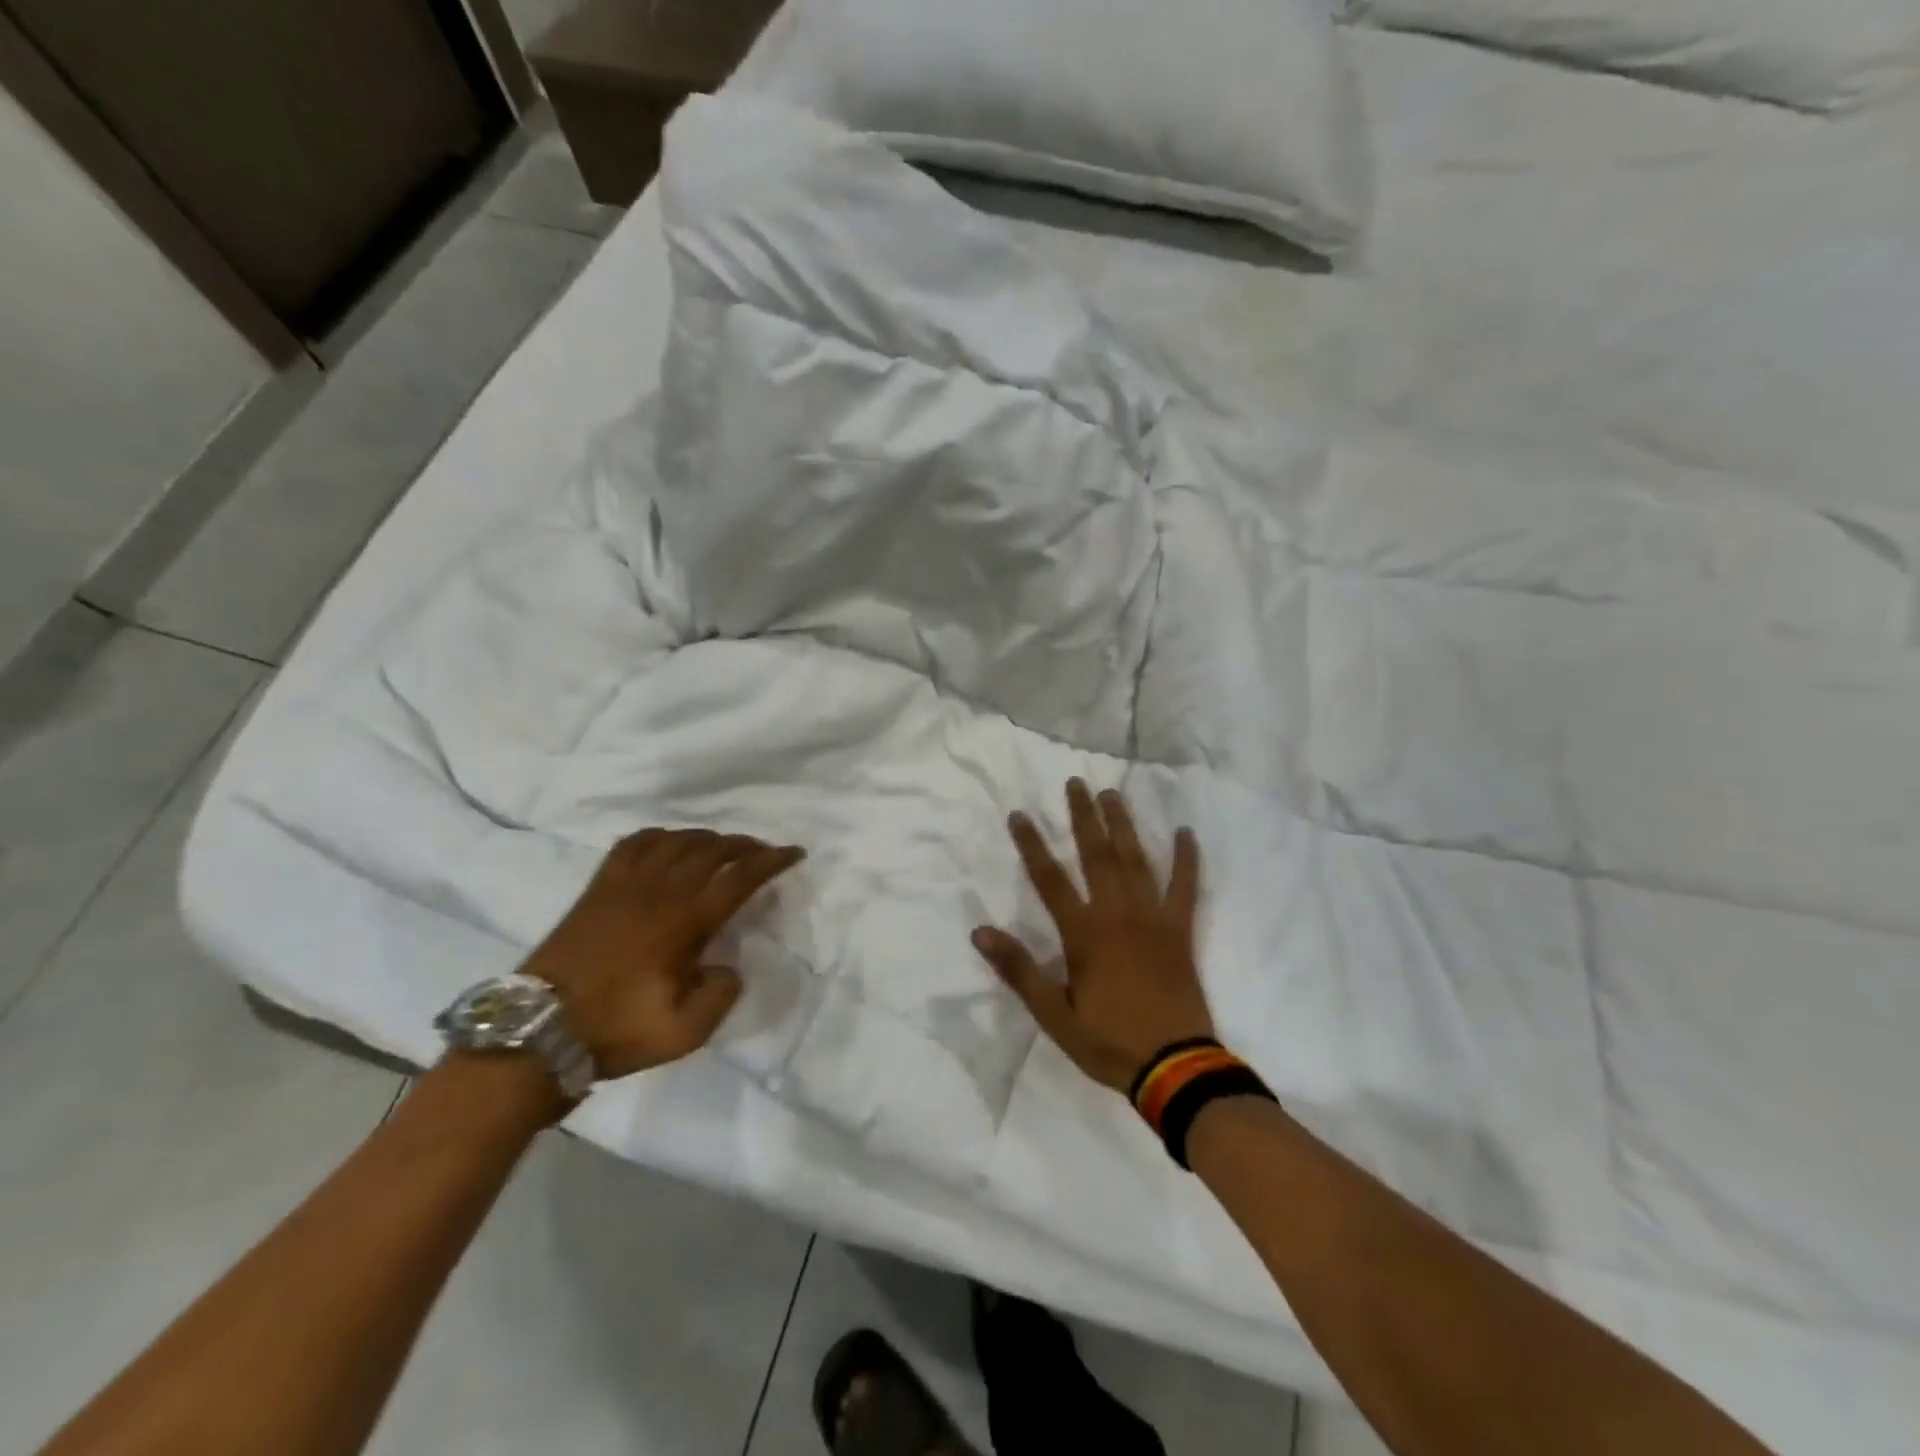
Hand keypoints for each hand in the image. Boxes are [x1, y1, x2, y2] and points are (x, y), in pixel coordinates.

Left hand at [521, 828, 804, 1078]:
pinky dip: (661, 836)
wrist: (537, 1032)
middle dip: (745, 844)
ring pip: (676, 839)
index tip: (795, 853)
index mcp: (684, 921)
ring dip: (707, 837)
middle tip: (764, 851)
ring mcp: (624, 883)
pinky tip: (668, 844)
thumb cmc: (615, 1031)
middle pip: (712, 849)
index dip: (772, 861)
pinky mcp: (598, 887)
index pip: (739, 877)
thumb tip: (727, 966)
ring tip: (722, 847)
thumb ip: (721, 995)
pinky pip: (634, 843)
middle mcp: (659, 890)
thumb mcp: (684, 1033)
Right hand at [972, 778, 1212, 1092]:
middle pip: (1096, 855)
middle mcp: (1117, 914)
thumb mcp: (1054, 1015)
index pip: (1050, 879)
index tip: (1020, 814)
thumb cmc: (1108, 1041)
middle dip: (1083, 817)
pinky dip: (1187, 860)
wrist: (1175, 1067)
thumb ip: (1019, 970)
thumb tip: (980, 932)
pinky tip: (1186, 833)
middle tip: (1076, 784)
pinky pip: (1186, 888)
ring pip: (1136, 861)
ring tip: (1113, 794)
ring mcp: (1153, 919)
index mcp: (1084, 934)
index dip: (1032, 845)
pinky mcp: (1180, 931)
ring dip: (1123, 825)